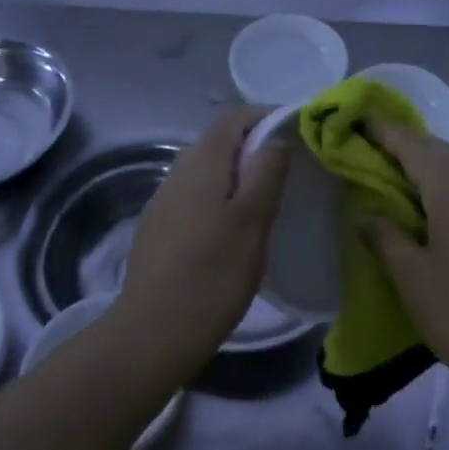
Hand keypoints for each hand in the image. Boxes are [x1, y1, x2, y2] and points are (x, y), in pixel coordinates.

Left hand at [118, 106, 290, 371]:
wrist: (152, 333)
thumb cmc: (212, 274)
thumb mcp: (253, 221)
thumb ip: (266, 173)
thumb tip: (275, 139)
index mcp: (203, 163)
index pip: (234, 117)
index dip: (265, 116)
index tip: (296, 128)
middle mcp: (178, 172)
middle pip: (218, 140)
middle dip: (253, 143)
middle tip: (287, 166)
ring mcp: (164, 200)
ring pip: (206, 169)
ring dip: (236, 171)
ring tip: (265, 196)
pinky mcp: (158, 228)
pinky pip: (195, 194)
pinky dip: (220, 195)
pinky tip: (232, 226)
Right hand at [362, 121, 448, 406]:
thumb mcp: (413, 280)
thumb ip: (385, 238)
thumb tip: (368, 216)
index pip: (414, 146)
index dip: (385, 131)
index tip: (360, 119)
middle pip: (440, 150)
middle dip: (407, 145)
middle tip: (373, 150)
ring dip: (431, 164)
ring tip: (400, 177)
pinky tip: (436, 204)